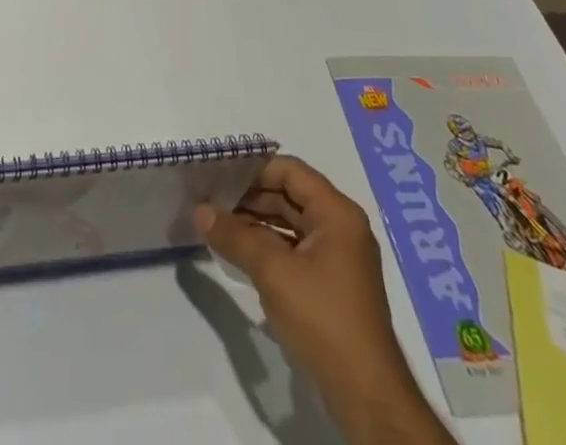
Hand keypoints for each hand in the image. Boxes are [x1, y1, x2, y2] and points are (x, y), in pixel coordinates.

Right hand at [195, 156, 451, 444]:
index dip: (255, 170)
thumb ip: (234, 236)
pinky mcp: (332, 284)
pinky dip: (269, 246)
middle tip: (212, 200)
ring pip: (291, 224)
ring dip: (257, 222)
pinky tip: (241, 253)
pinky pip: (296, 249)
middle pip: (290, 196)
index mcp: (337, 213)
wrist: (366, 396)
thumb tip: (199, 210)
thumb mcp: (273, 272)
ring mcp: (339, 257)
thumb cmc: (322, 318)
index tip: (220, 175)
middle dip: (251, 197)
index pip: (290, 171)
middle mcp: (342, 227)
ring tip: (220, 225)